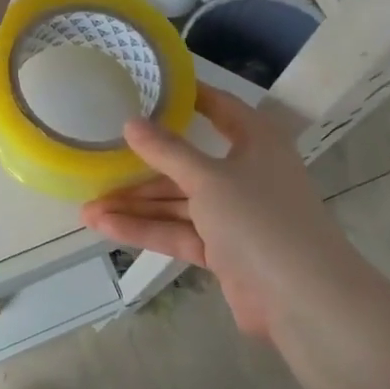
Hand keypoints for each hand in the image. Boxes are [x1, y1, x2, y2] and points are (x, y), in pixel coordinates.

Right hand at [81, 85, 360, 341]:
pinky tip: (105, 226)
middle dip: (142, 167)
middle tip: (99, 158)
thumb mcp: (209, 178)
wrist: (303, 300)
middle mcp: (245, 172)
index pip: (218, 108)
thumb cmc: (260, 219)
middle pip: (187, 162)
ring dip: (135, 204)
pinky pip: (178, 232)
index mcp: (255, 142)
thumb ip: (168, 152)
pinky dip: (146, 229)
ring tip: (86, 205)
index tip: (147, 88)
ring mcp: (234, 214)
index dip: (186, 97)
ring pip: (177, 202)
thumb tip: (131, 122)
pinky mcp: (223, 250)